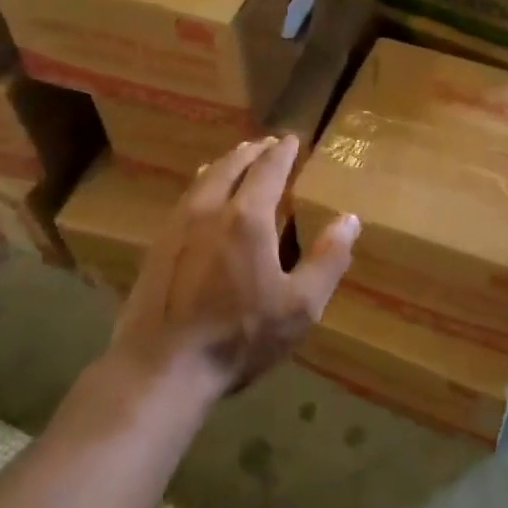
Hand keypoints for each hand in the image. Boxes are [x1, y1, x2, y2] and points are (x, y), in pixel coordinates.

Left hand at [110, 135, 358, 397]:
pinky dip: (201, 184)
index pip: (268, 169)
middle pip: (232, 166)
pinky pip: (184, 199)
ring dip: (225, 163)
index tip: (292, 139)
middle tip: (266, 143)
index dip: (282, 152)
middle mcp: (210, 209)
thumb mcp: (299, 306)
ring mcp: (178, 226)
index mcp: (248, 218)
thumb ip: (328, 260)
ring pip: (204, 179)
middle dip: (252, 151)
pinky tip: (201, 196)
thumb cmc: (238, 337)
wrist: (161, 369)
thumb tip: (350, 219)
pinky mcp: (157, 246)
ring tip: (236, 158)